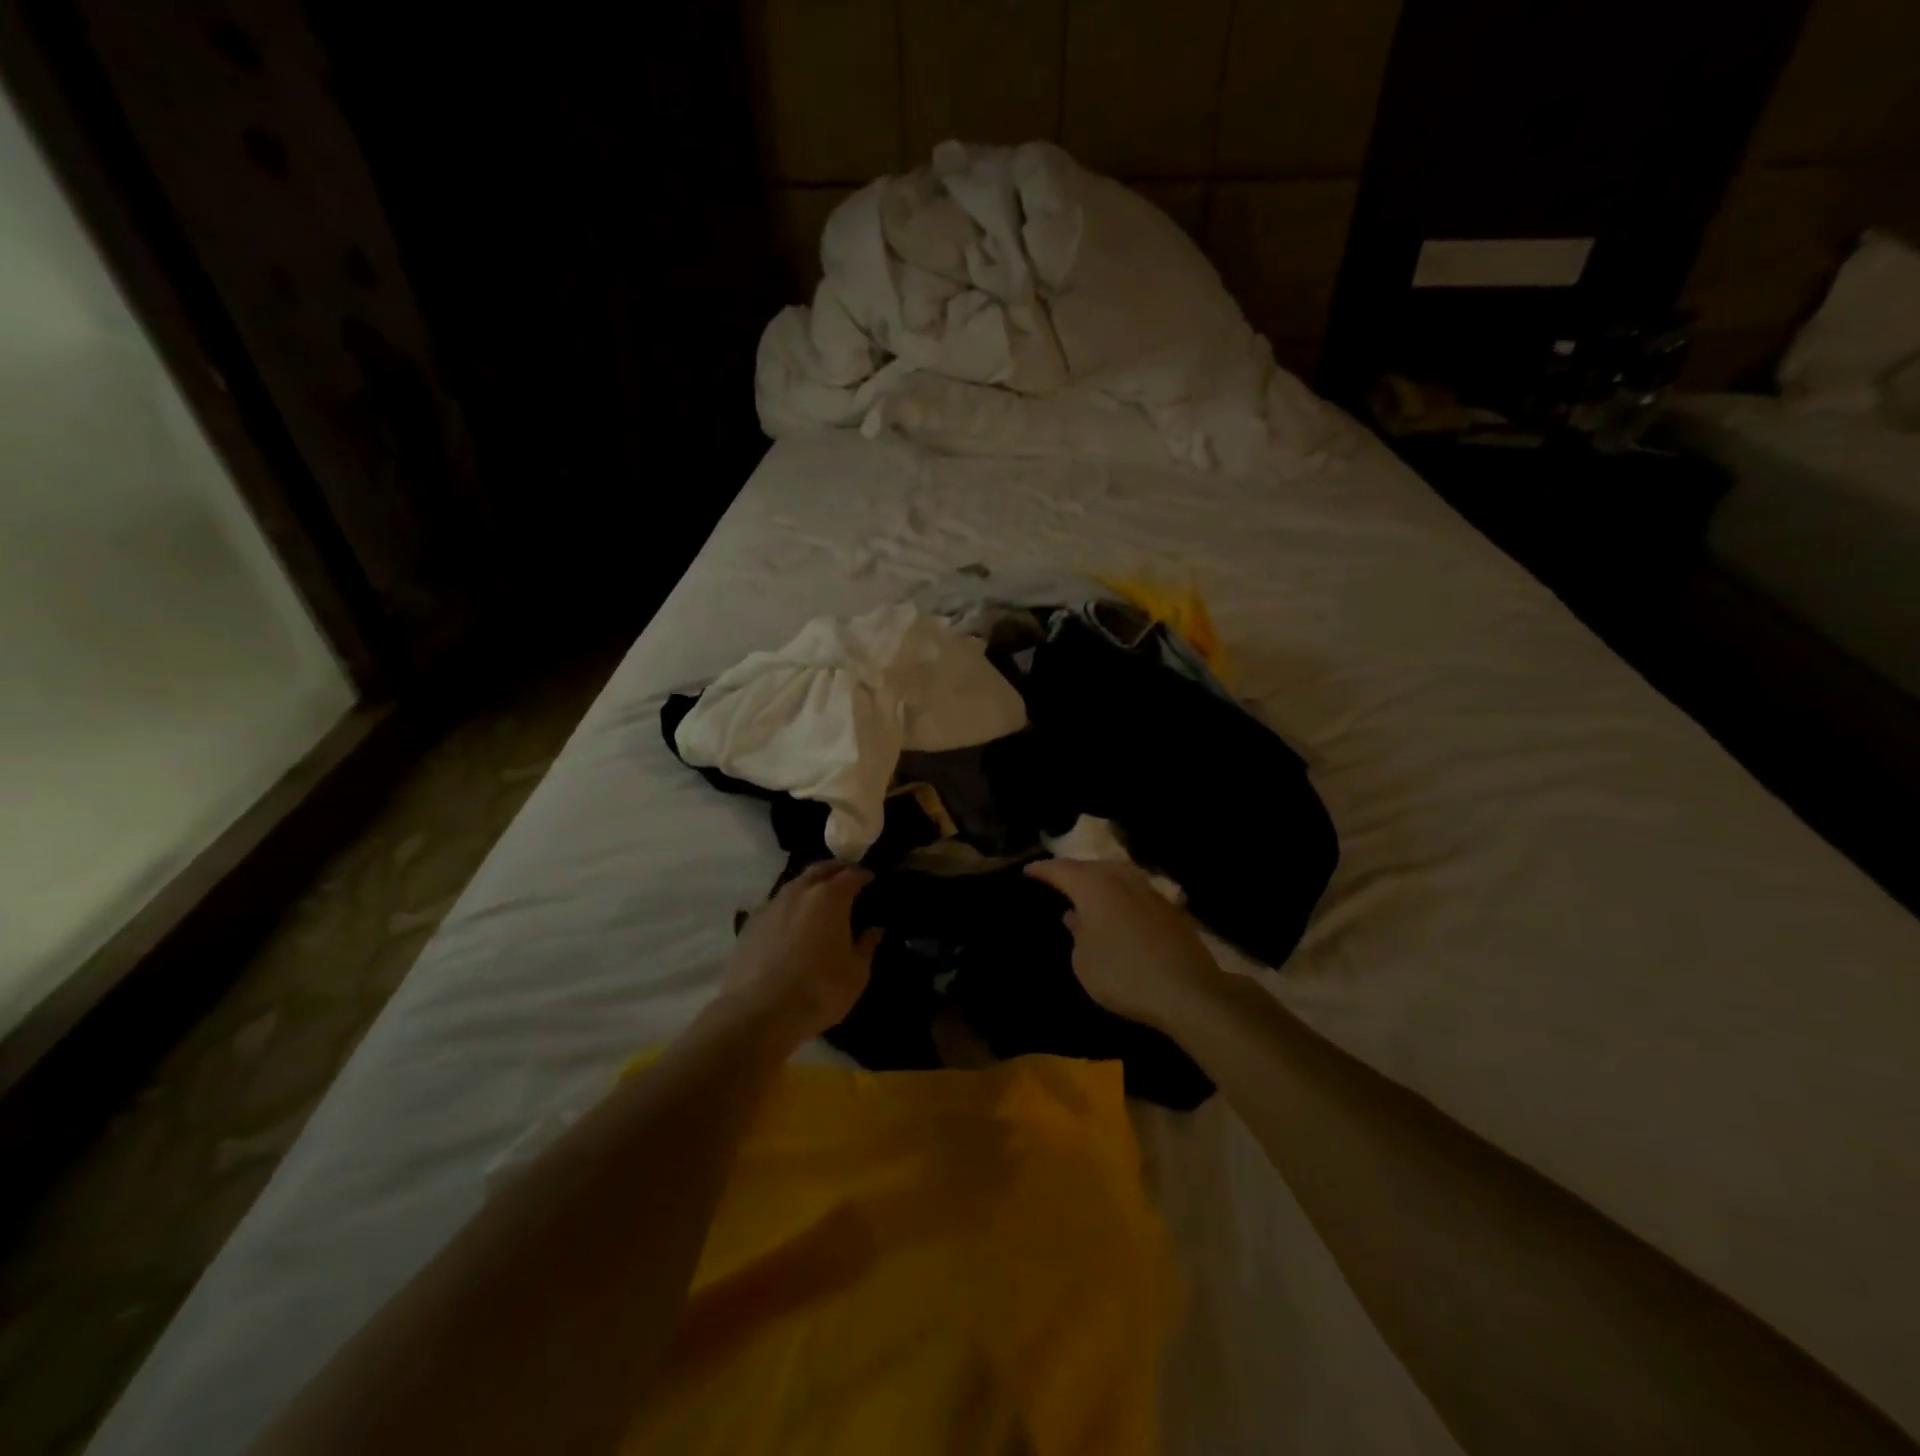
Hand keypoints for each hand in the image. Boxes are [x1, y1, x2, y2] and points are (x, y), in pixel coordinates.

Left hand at [712, 862, 879, 1047]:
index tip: (872, 881)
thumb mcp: (856, 974)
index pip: (852, 874)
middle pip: (821, 869)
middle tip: (847, 880)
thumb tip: (874, 929)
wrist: (758, 1013)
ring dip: (810, 886)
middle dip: (836, 870)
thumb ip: (867, 946)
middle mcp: (800, 892)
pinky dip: (790, 906)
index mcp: (830, 897)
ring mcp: (771, 905)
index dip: (864, 876)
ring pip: (795, 884)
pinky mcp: (750, 923)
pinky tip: (792, 923)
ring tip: (819, 901)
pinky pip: (776, 904)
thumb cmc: (818, 991)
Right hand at [1024, 859, 1224, 1032]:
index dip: (1043, 869)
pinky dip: (1120, 894)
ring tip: (1087, 889)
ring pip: (1117, 874)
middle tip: (1057, 879)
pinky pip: (1135, 890)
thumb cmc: (1123, 975)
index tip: (1028, 871)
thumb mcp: (1083, 961)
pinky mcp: (1170, 909)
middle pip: (1091, 867)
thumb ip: (1076, 933)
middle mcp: (1122, 880)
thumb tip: (1075, 915)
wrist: (1186, 992)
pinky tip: (1118, 909)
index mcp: (1094, 887)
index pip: (1061, 869)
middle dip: (1072, 871)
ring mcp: (1150, 891)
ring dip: (1099, 879)